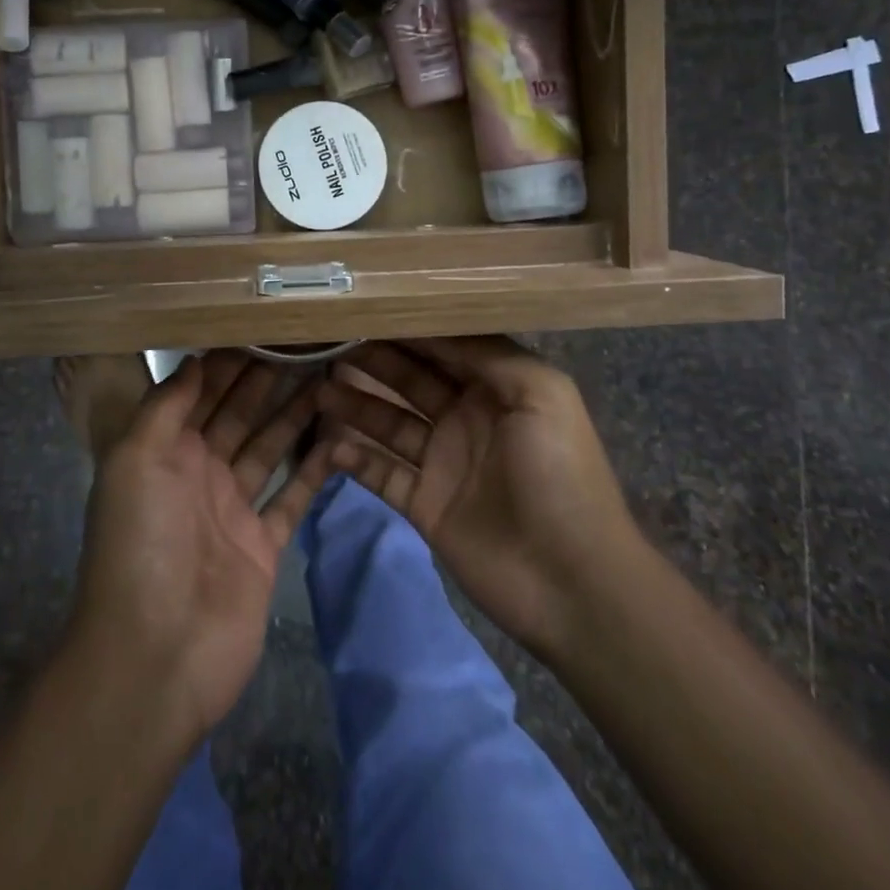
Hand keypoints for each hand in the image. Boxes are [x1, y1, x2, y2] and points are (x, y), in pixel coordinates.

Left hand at [68, 352, 331, 744]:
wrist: (156, 654)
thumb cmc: (141, 544)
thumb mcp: (135, 461)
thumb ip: (165, 408)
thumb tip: (194, 360)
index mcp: (165, 452)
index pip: (201, 394)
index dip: (229, 363)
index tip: (264, 329)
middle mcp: (199, 474)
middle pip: (239, 415)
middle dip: (266, 381)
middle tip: (306, 345)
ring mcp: (233, 510)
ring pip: (269, 449)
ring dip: (294, 416)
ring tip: (329, 379)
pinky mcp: (263, 546)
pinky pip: (291, 498)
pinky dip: (313, 471)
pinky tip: (339, 439)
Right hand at [317, 337, 642, 658]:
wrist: (572, 581)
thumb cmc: (559, 474)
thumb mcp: (541, 394)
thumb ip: (489, 353)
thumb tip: (433, 321)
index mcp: (496, 389)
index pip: (443, 348)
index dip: (406, 329)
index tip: (364, 308)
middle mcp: (466, 418)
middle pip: (409, 380)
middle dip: (372, 360)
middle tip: (327, 342)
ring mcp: (443, 462)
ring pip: (389, 423)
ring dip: (355, 405)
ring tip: (317, 388)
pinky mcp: (425, 504)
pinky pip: (382, 474)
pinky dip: (356, 459)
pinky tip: (329, 443)